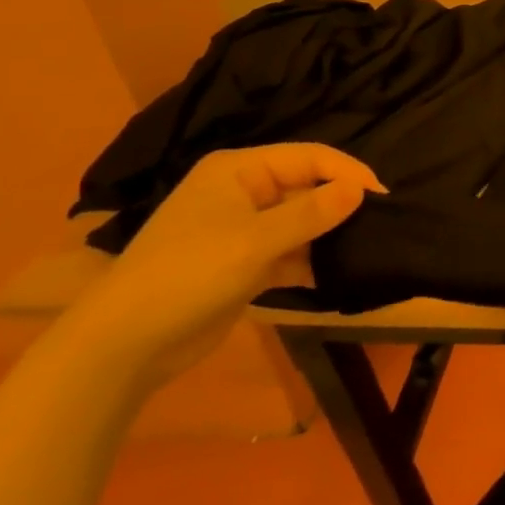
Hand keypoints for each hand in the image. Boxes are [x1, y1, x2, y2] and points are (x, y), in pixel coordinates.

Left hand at [61, 145, 382, 391]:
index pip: (309, 157)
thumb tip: (362, 189)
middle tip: (382, 223)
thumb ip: (312, 213)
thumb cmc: (188, 275)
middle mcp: (242, 192)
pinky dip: (311, 261)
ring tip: (368, 247)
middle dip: (340, 203)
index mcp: (239, 171)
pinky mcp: (242, 265)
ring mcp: (241, 230)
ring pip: (300, 221)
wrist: (122, 347)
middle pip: (306, 187)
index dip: (348, 172)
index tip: (383, 197)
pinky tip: (339, 274)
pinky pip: (289, 252)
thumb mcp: (255, 241)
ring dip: (329, 234)